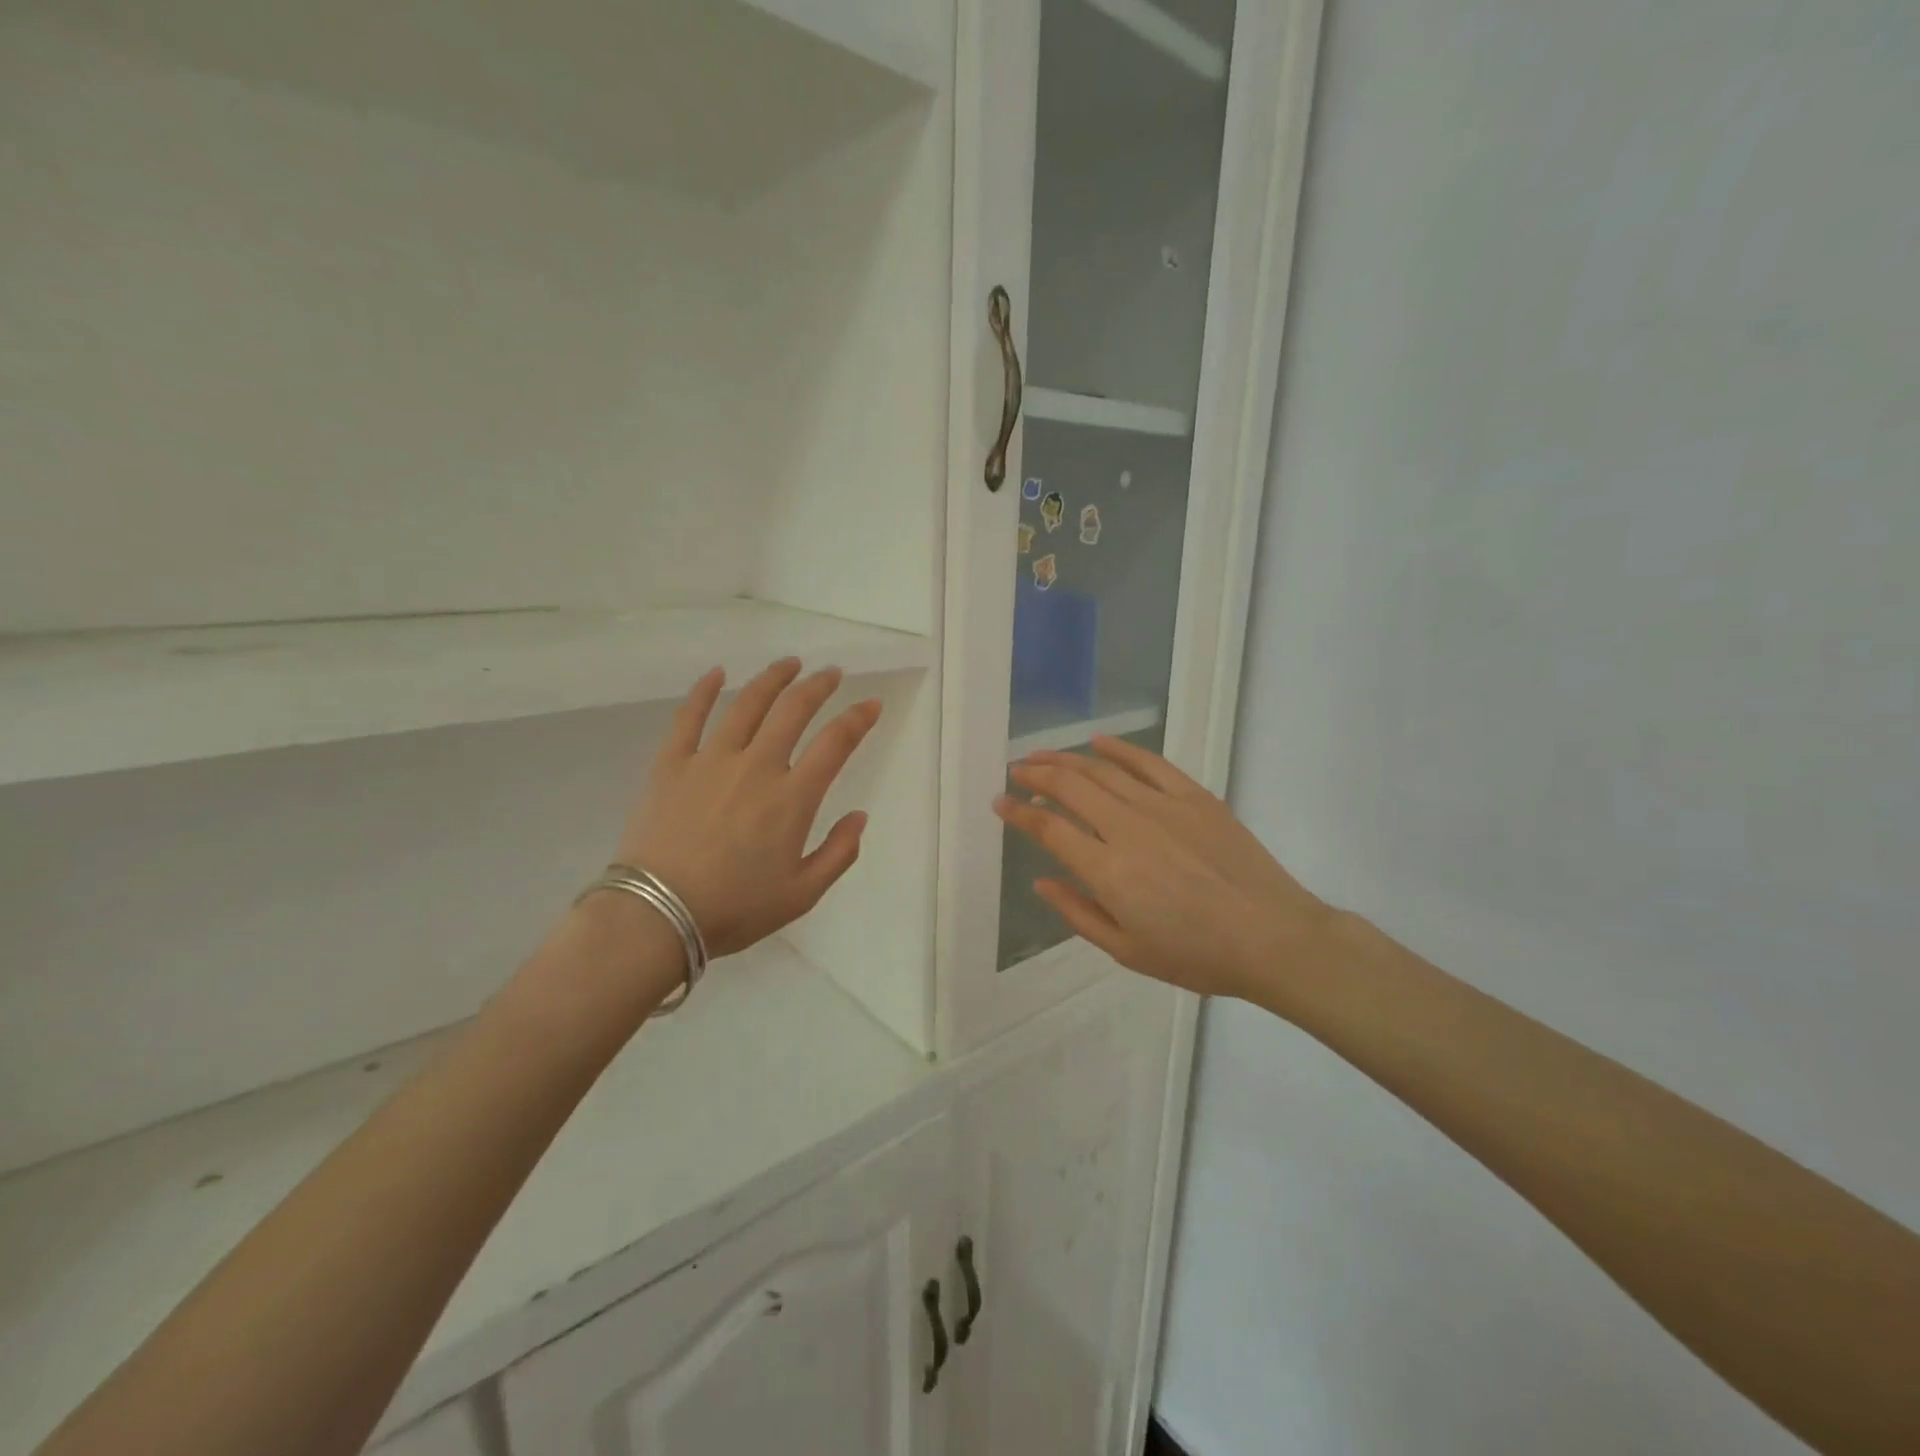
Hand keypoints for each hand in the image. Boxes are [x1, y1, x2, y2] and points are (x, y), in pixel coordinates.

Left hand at [615, 659, 881, 957]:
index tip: (871, 703)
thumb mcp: (802, 894)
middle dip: (818, 686)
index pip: (835, 743)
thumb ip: (839, 853)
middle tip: (831, 673)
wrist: (657, 916)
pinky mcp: (672, 764)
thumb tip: (859, 817)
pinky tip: (717, 674)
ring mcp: (710, 760)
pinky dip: (704, 691)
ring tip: (789, 664)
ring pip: (747, 704)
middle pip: (793, 710)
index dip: (858, 718)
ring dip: (772, 679)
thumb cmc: (735, 908)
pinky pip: (689, 717)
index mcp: (792, 798)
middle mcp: (757, 767)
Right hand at [995, 737, 1332, 1004]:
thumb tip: (1041, 881)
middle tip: (1016, 769)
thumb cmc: (1196, 954)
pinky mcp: (1193, 796)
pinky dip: (1120, 749)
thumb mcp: (1127, 950)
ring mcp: (1162, 806)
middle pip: (1070, 787)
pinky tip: (1099, 743)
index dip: (1018, 812)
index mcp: (1107, 870)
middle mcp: (1127, 828)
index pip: (1048, 828)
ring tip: (1044, 754)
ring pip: (1102, 770)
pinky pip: (1149, 762)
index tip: (1000, 802)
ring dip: (1066, 759)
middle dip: (1036, 774)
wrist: (1272, 937)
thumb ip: (1078, 913)